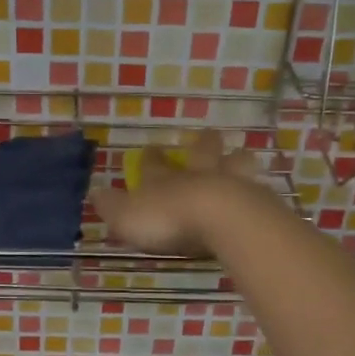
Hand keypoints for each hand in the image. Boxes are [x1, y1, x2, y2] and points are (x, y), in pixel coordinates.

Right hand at [95, 128, 263, 256]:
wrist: (221, 219)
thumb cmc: (168, 219)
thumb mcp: (127, 217)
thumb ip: (111, 206)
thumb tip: (94, 192)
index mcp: (164, 179)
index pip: (153, 164)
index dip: (151, 158)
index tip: (151, 149)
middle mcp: (197, 175)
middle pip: (202, 152)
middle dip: (203, 144)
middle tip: (208, 135)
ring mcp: (230, 184)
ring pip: (235, 163)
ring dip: (236, 160)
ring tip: (241, 156)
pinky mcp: (256, 201)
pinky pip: (257, 189)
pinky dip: (257, 190)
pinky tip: (261, 193)